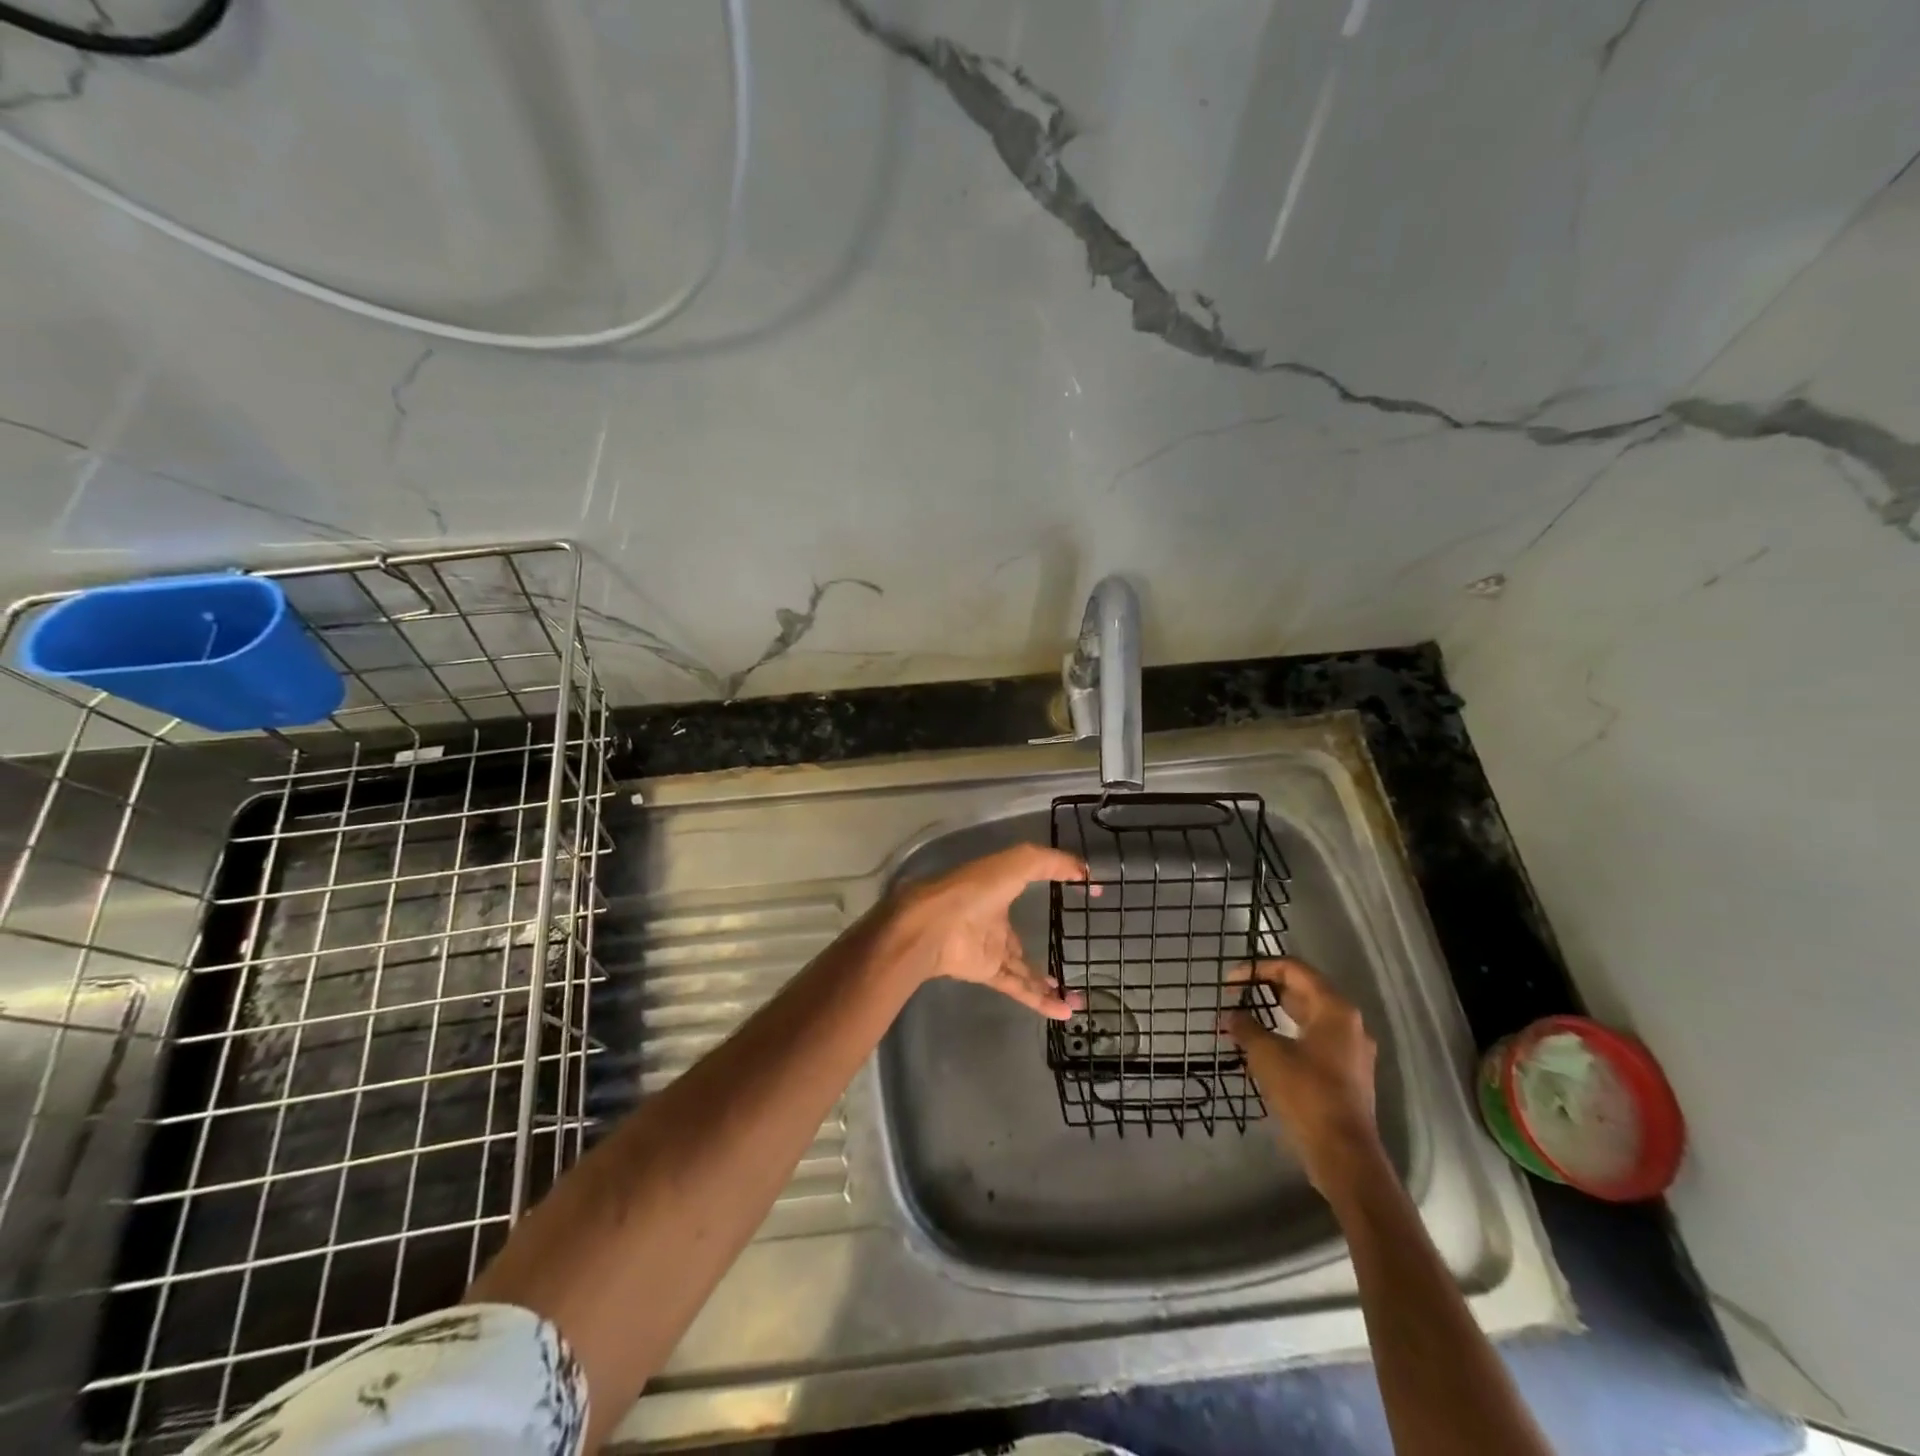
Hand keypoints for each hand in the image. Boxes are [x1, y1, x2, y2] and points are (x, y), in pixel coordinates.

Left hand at [883, 845, 1092, 1018]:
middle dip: (1046, 950)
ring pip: (1024, 970)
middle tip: (1076, 960)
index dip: (1054, 886)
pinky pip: (1019, 988)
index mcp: (998, 890)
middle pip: (1022, 941)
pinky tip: (1064, 1011)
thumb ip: (1050, 863)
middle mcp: (994, 921)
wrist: (933, 926)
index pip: (1027, 888)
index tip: (1082, 891)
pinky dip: (1041, 1000)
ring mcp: (990, 950)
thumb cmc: (974, 889)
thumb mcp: (1016, 863)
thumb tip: (1085, 870)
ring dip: (1048, 984)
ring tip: (1077, 999)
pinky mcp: (988, 973)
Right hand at [1221, 959, 1379, 1189]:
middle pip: (1303, 990)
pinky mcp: (1346, 1073)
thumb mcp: (1266, 1054)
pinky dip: (1287, 1035)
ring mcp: (1351, 1049)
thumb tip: (1231, 1016)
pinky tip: (1263, 1048)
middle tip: (1235, 997)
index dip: (1258, 969)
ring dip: (1274, 1014)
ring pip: (1308, 1017)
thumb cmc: (1306, 1094)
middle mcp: (1349, 1023)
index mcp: (1334, 1009)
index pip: (1294, 969)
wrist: (1343, 1155)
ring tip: (1243, 1020)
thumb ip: (1245, 1027)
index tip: (1230, 981)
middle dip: (1265, 990)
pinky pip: (1313, 1040)